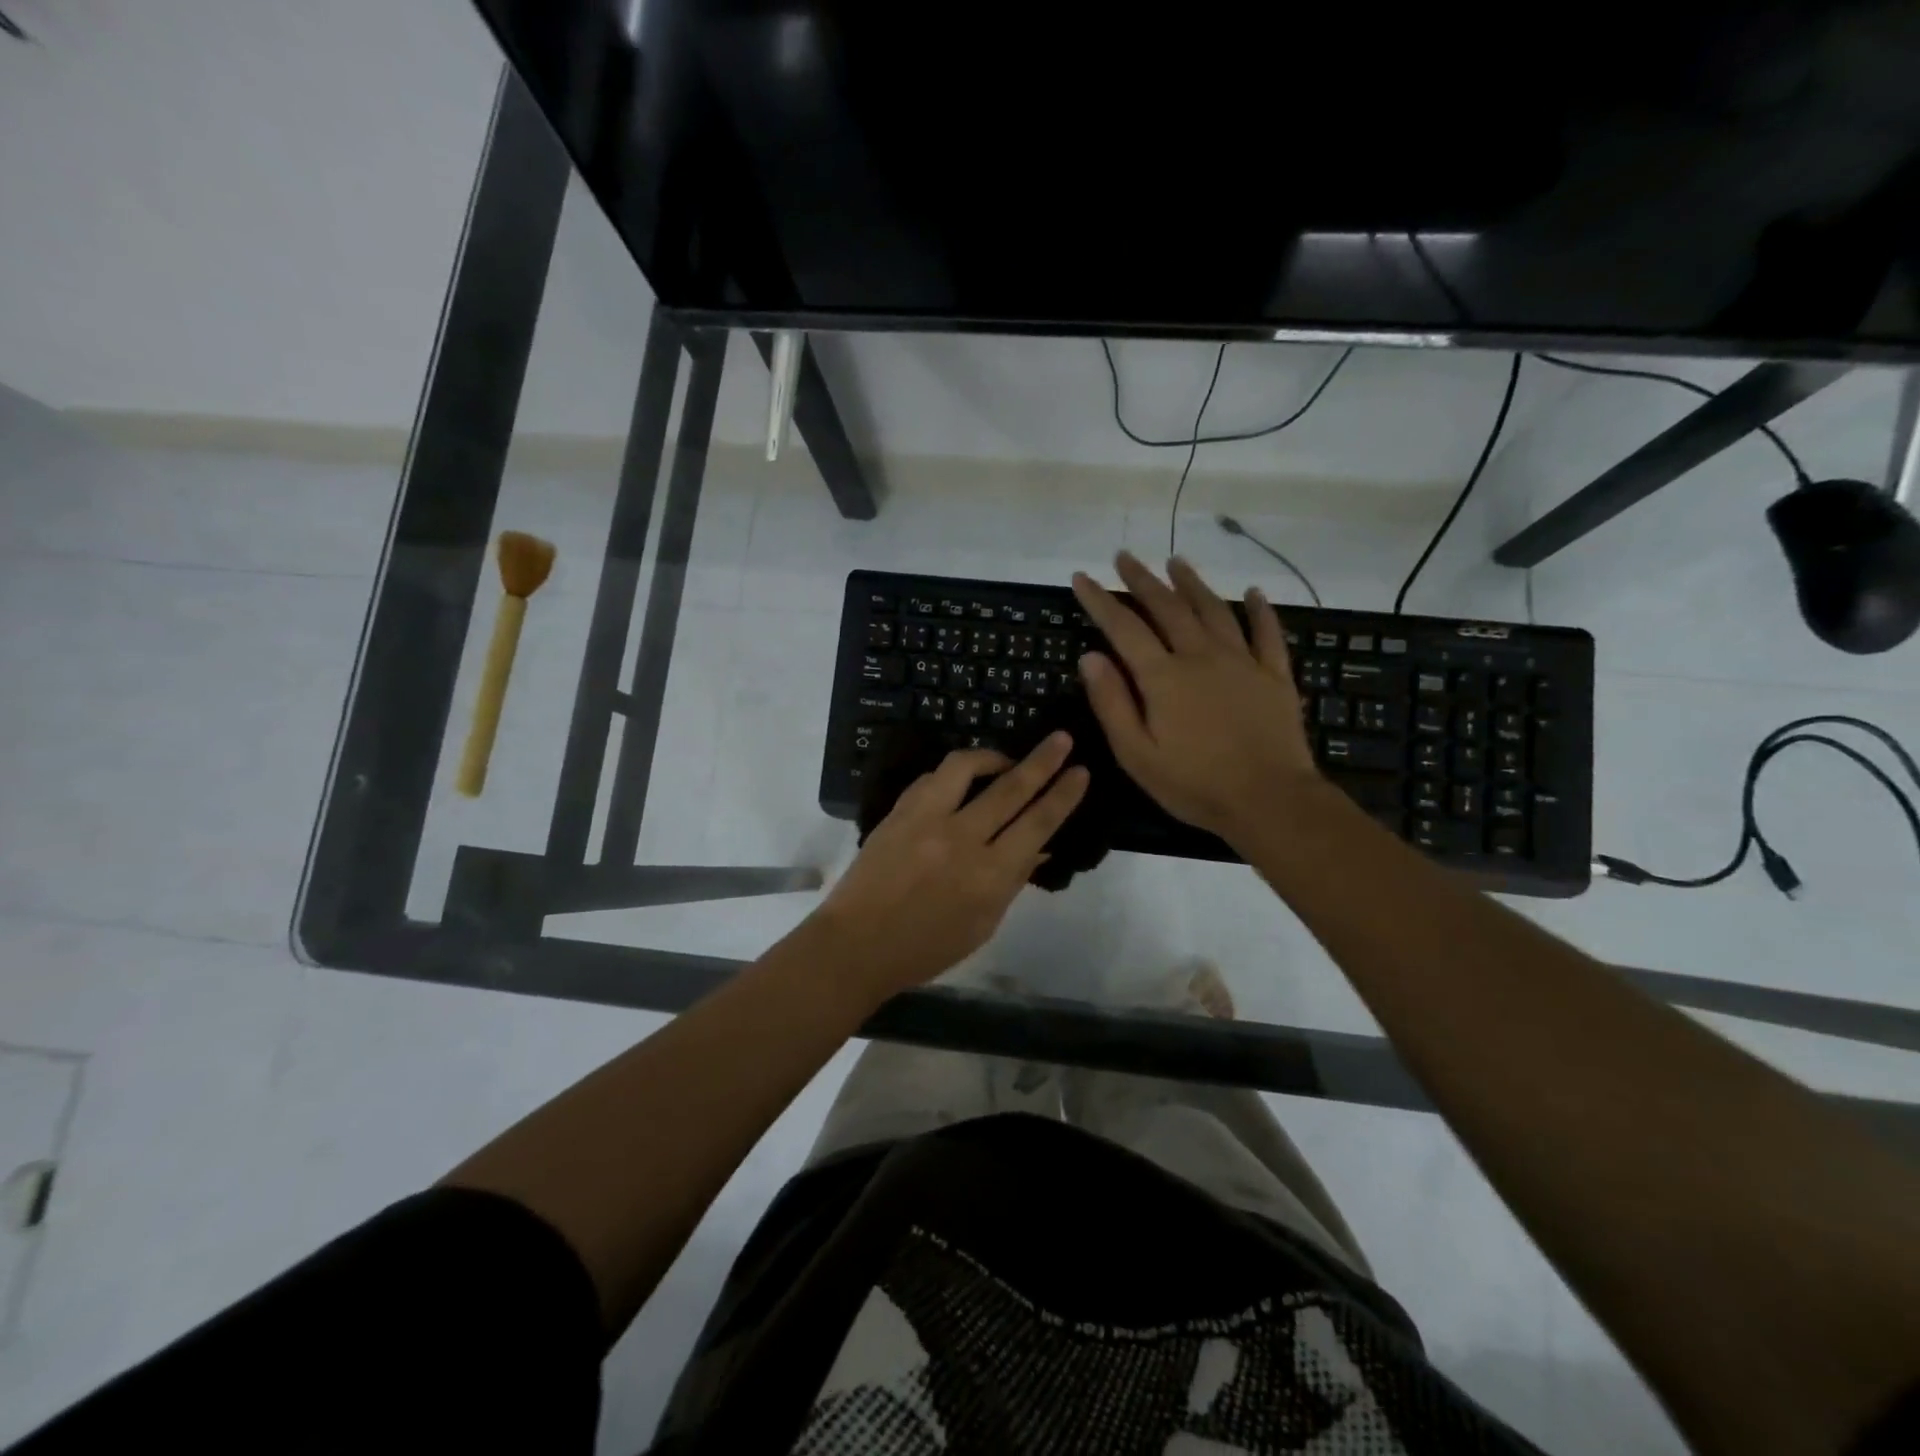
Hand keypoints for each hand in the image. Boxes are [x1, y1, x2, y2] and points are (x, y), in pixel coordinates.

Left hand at [806, 733, 1089, 997]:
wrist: (856, 945)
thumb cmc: (926, 948)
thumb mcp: (983, 925)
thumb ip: (1012, 881)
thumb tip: (1039, 846)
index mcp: (989, 875)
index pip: (1037, 823)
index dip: (1063, 795)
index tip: (1081, 771)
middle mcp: (961, 839)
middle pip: (1010, 788)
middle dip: (1042, 760)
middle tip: (1061, 739)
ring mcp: (925, 820)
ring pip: (965, 767)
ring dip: (992, 757)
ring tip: (1004, 761)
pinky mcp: (898, 811)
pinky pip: (931, 778)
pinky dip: (952, 775)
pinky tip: (960, 782)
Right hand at [1072, 552, 1318, 843]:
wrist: (1269, 800)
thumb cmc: (1194, 784)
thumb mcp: (1136, 754)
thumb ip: (1112, 702)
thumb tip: (1089, 656)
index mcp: (1163, 677)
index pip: (1123, 628)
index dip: (1100, 601)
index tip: (1082, 577)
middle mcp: (1201, 656)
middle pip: (1167, 607)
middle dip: (1142, 580)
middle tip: (1125, 556)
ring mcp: (1242, 662)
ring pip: (1214, 610)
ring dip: (1192, 583)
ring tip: (1176, 562)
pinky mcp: (1274, 675)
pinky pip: (1267, 633)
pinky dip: (1260, 610)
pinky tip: (1254, 593)